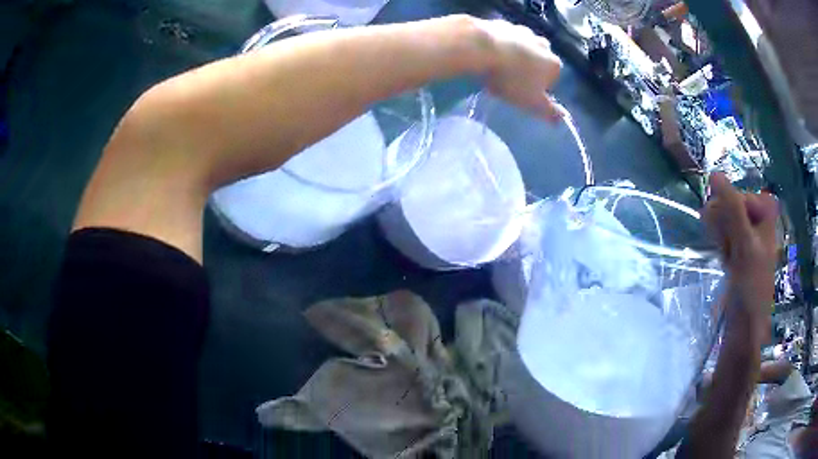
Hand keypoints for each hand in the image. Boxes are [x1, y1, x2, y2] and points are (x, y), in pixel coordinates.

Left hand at [475, 19, 563, 120]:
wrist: (482, 48)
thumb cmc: (512, 79)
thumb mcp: (532, 103)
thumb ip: (549, 112)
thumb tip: (563, 119)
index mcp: (554, 64)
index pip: (552, 79)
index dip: (538, 88)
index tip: (522, 93)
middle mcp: (543, 44)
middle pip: (538, 60)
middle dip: (527, 69)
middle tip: (509, 81)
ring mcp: (522, 30)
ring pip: (521, 47)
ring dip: (513, 56)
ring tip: (496, 68)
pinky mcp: (501, 23)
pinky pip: (503, 37)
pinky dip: (498, 45)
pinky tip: (486, 55)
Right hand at [703, 173, 777, 335]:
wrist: (743, 329)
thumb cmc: (750, 286)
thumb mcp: (744, 244)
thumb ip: (732, 209)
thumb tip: (714, 174)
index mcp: (766, 221)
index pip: (745, 196)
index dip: (732, 202)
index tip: (722, 216)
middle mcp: (758, 228)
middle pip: (736, 208)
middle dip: (724, 219)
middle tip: (719, 235)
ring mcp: (748, 244)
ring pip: (729, 224)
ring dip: (721, 232)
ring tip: (723, 251)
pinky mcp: (738, 259)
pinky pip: (727, 239)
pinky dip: (721, 244)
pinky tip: (722, 256)